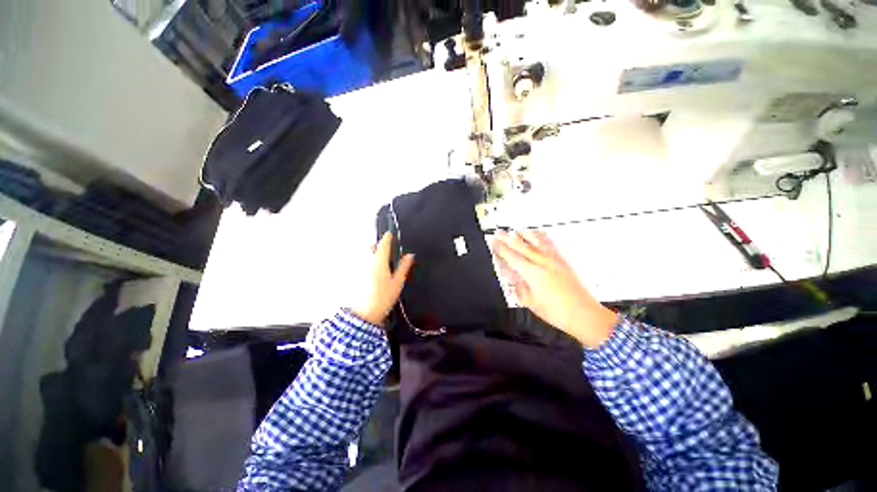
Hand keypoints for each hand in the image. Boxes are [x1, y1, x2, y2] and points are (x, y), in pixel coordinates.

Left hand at [351, 232, 414, 325]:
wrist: (363, 314)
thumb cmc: (383, 297)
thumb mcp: (397, 282)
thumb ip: (404, 267)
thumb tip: (409, 255)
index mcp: (379, 260)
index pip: (383, 243)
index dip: (387, 237)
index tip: (390, 234)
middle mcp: (366, 260)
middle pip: (370, 247)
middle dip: (378, 246)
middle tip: (386, 251)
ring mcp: (357, 267)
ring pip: (364, 255)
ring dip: (370, 253)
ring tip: (379, 262)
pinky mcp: (353, 275)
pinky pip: (359, 263)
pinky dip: (365, 263)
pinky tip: (370, 273)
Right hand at [492, 230, 617, 347]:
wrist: (583, 314)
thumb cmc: (556, 312)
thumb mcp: (530, 302)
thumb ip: (519, 285)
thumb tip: (512, 274)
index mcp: (532, 273)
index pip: (512, 257)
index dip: (501, 249)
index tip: (494, 243)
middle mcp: (542, 262)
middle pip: (521, 246)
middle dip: (508, 238)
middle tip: (499, 233)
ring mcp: (554, 260)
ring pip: (536, 241)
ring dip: (524, 234)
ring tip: (516, 230)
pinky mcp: (562, 260)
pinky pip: (550, 243)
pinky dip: (541, 237)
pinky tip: (538, 234)